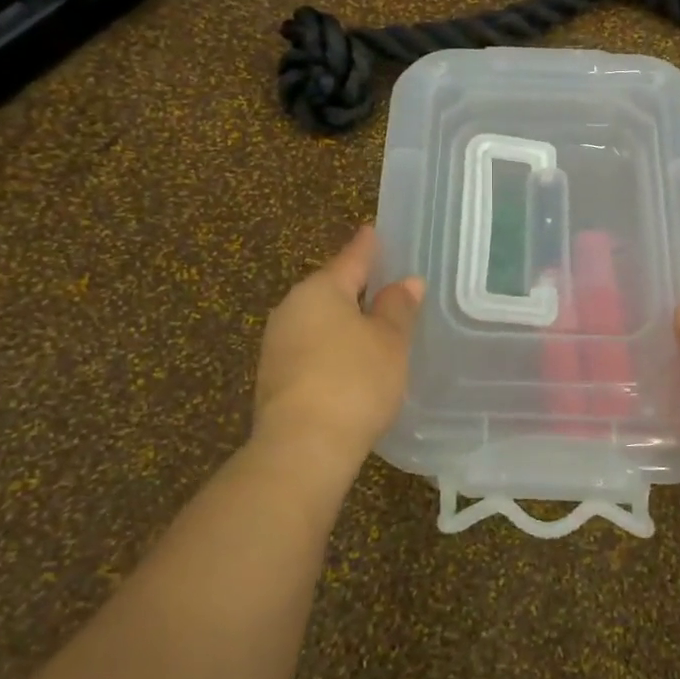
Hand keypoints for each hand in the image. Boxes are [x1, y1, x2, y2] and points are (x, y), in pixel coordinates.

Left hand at [253, 226, 424, 480]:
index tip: (373, 230)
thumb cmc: (354, 381)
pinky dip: (332, 350)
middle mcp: (291, 309)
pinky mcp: (274, 378)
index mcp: (320, 290)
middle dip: (355, 288)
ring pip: (319, 322)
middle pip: (330, 290)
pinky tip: (350, 364)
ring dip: (344, 323)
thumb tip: (406, 282)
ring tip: (373, 328)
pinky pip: (311, 350)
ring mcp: (277, 345)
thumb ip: (397, 308)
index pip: (351, 258)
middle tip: (384, 284)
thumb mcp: (389, 342)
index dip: (367, 246)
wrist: (302, 448)